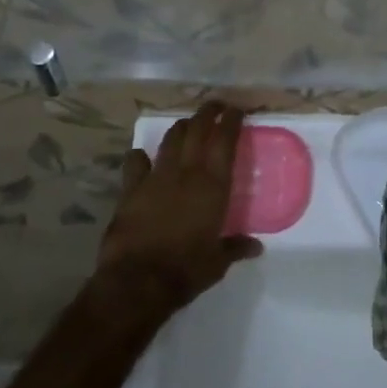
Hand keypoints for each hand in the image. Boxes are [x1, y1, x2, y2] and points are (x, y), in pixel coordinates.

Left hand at [92, 101, 262, 325]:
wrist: (137, 282)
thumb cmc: (186, 270)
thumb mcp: (218, 262)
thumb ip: (236, 247)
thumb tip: (256, 247)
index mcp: (212, 184)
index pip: (225, 140)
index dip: (231, 120)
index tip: (236, 110)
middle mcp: (186, 172)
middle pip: (197, 129)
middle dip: (207, 112)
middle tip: (215, 106)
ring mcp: (156, 177)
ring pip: (171, 138)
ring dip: (181, 127)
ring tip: (188, 125)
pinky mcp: (130, 189)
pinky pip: (134, 162)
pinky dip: (140, 156)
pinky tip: (142, 157)